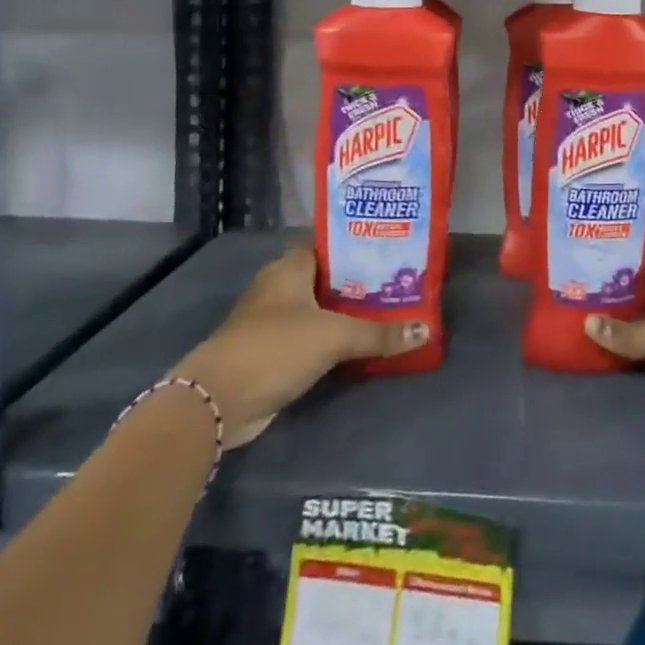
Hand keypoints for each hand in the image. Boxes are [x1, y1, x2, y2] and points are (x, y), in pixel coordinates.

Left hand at [170, 245, 429, 447]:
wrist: (218, 400)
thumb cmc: (276, 347)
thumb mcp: (334, 336)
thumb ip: (379, 333)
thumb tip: (426, 330)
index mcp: (290, 266)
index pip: (330, 244)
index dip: (359, 247)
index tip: (393, 252)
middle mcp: (280, 286)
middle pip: (328, 278)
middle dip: (360, 283)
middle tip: (400, 285)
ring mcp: (273, 320)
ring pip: (320, 309)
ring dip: (347, 314)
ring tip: (390, 313)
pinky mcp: (272, 351)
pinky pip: (312, 336)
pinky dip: (333, 339)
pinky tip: (361, 345)